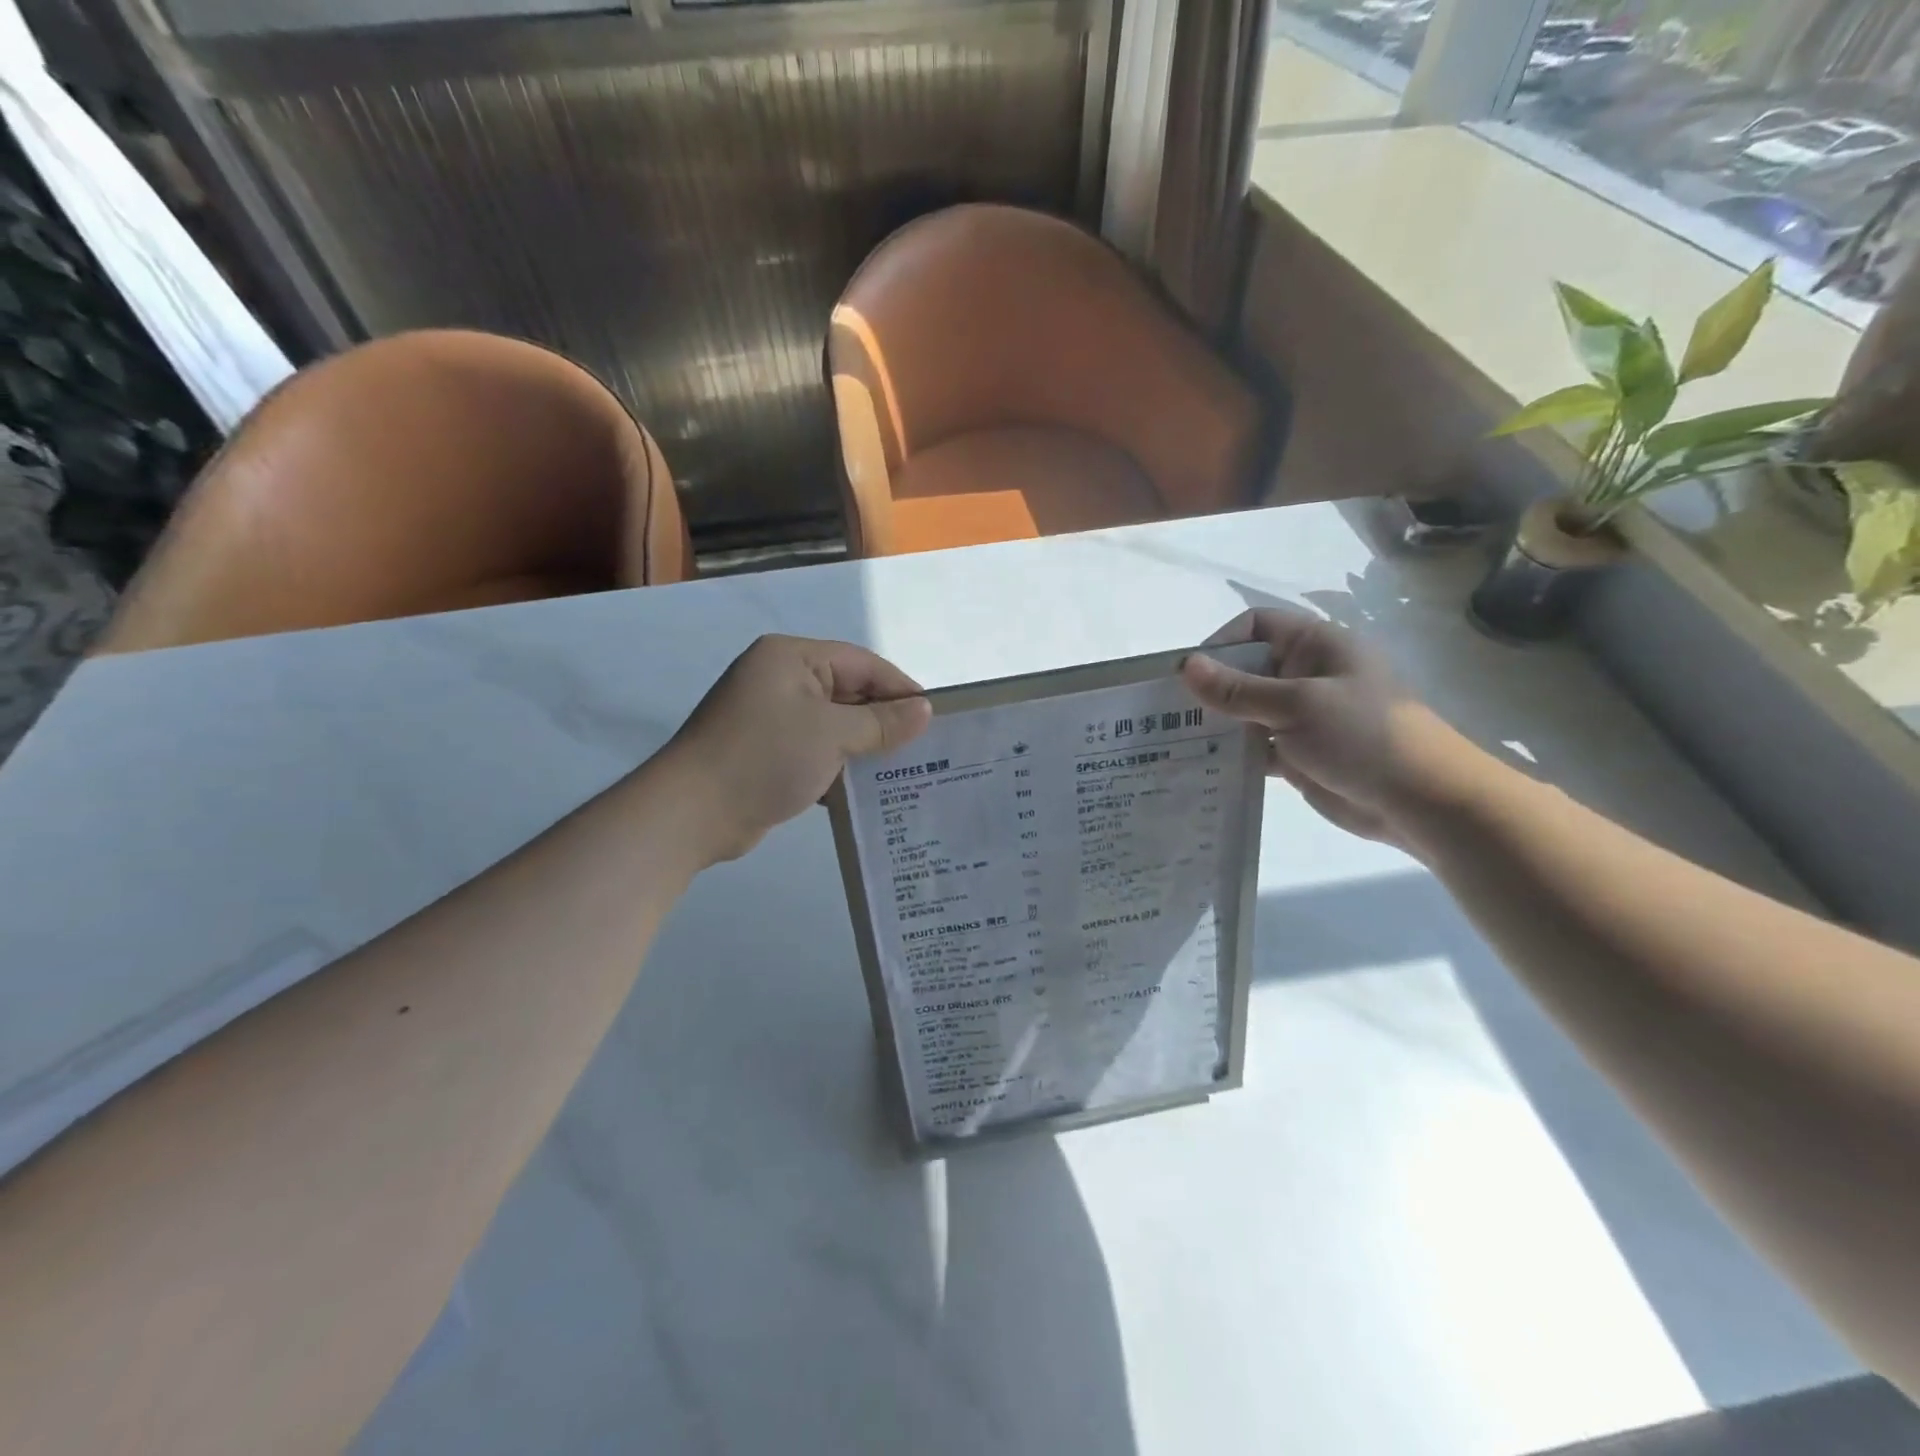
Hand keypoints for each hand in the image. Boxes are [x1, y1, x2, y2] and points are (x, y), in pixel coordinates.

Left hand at [658, 635, 931, 864]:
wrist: (692, 813)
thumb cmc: (766, 757)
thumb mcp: (832, 734)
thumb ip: (882, 722)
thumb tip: (925, 710)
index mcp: (792, 658)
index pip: (862, 664)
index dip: (899, 689)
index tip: (934, 718)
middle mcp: (781, 679)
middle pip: (848, 692)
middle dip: (883, 720)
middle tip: (924, 748)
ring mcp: (770, 717)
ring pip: (833, 725)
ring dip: (863, 746)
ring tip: (904, 770)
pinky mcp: (766, 752)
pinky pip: (815, 750)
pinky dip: (839, 765)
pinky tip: (865, 789)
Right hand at [1180, 608, 1474, 845]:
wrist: (1423, 801)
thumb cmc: (1364, 736)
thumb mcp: (1296, 705)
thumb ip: (1237, 689)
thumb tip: (1185, 666)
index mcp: (1315, 646)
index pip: (1256, 626)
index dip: (1220, 643)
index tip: (1189, 675)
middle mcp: (1306, 674)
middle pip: (1246, 669)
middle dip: (1210, 688)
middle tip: (1169, 713)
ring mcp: (1303, 716)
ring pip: (1247, 711)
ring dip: (1218, 724)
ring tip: (1175, 742)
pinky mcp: (1299, 753)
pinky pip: (1256, 746)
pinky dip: (1233, 753)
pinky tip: (1203, 767)